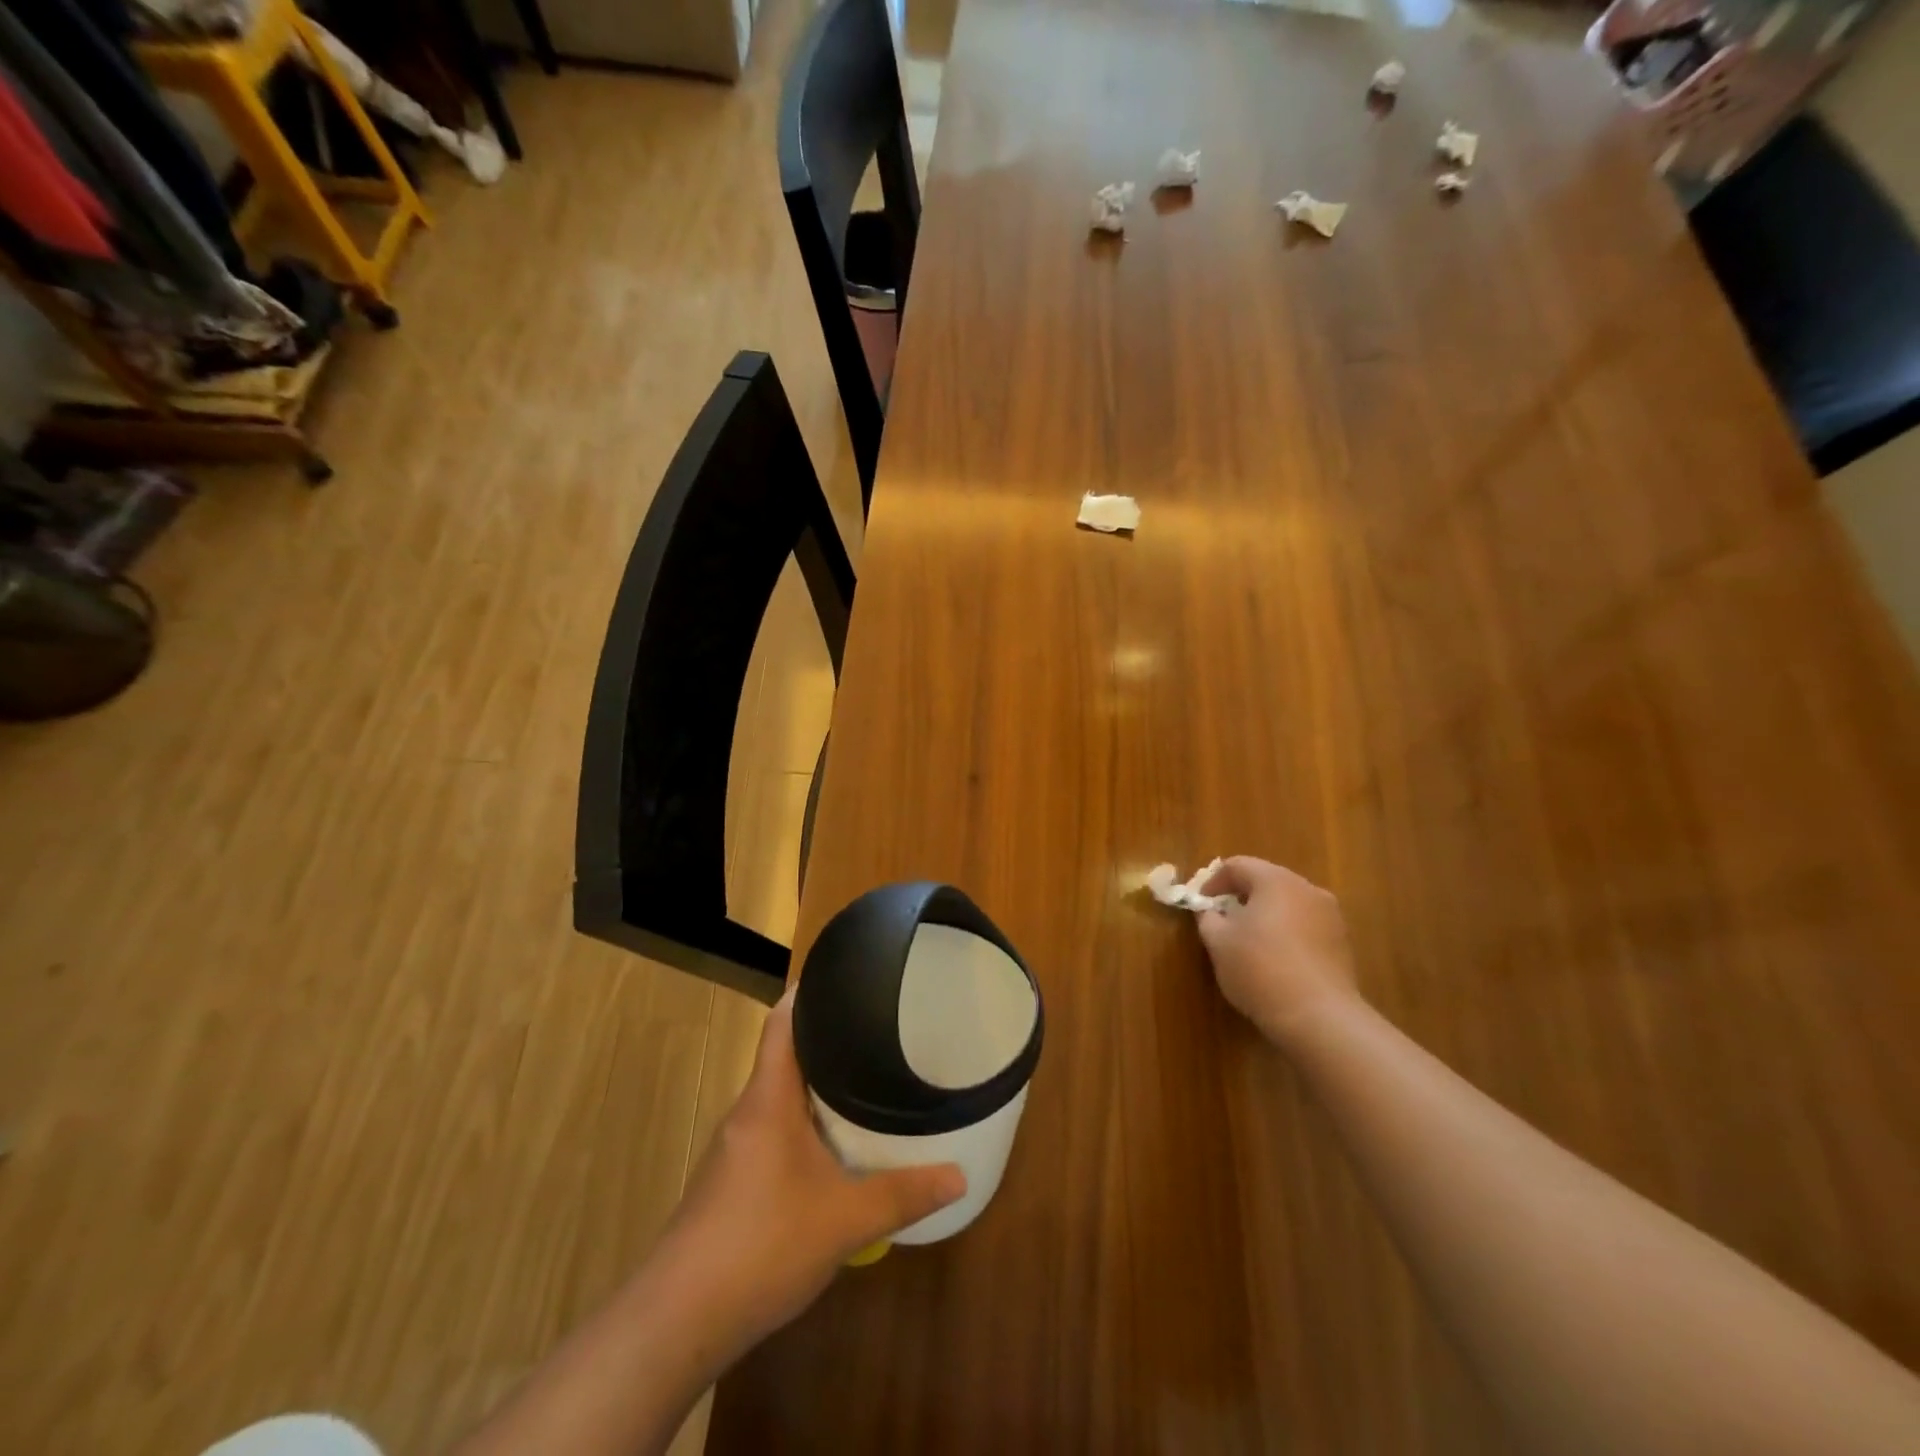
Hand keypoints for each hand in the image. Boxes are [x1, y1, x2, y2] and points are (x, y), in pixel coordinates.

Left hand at [653, 993, 965, 1367]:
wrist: (677, 1321)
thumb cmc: (761, 1244)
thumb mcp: (844, 1220)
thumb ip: (902, 1194)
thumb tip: (959, 1177)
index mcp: (768, 1099)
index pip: (781, 1023)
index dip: (807, 992)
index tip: (844, 976)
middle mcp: (748, 1113)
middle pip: (784, 1056)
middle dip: (827, 1041)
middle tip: (876, 1029)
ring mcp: (736, 1149)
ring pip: (780, 1098)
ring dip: (816, 1087)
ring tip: (864, 1079)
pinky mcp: (731, 1183)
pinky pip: (773, 1131)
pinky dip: (804, 1124)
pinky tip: (833, 1147)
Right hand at [1197, 857, 1359, 1046]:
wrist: (1318, 1017)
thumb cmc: (1259, 970)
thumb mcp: (1218, 942)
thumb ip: (1208, 918)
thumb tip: (1210, 911)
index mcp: (1275, 880)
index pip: (1237, 865)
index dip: (1212, 882)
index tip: (1200, 904)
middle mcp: (1307, 889)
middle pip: (1266, 880)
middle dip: (1241, 896)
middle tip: (1222, 920)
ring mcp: (1330, 915)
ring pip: (1288, 903)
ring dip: (1265, 914)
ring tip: (1248, 941)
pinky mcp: (1342, 943)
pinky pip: (1306, 925)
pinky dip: (1286, 932)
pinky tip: (1275, 959)